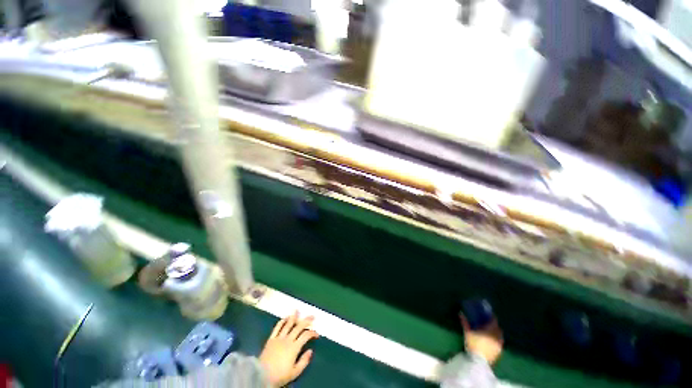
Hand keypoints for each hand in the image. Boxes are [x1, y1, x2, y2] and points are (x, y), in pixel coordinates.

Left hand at [260, 311, 318, 386]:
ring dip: (294, 317)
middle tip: (312, 316)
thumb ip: (304, 361)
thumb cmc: (280, 375)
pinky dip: (282, 321)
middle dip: (306, 321)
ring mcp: (279, 338)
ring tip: (297, 310)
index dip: (312, 333)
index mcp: (294, 347)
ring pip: (288, 324)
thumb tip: (310, 351)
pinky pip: (277, 328)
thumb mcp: (294, 372)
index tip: (316, 334)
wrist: (261, 376)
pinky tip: (285, 318)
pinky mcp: (271, 339)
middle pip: (299, 327)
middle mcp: (288, 339)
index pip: (306, 336)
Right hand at [461, 315, 503, 365]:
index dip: (491, 317)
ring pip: (499, 336)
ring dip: (495, 333)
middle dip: (494, 325)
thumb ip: (465, 322)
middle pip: (498, 328)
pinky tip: (490, 341)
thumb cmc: (474, 344)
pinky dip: (496, 340)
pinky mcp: (499, 353)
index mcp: (491, 330)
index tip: (487, 315)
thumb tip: (461, 313)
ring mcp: (499, 345)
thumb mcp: (467, 332)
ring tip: (489, 332)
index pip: (494, 321)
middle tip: (487, 323)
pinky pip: (499, 343)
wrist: (479, 362)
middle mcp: (497, 337)